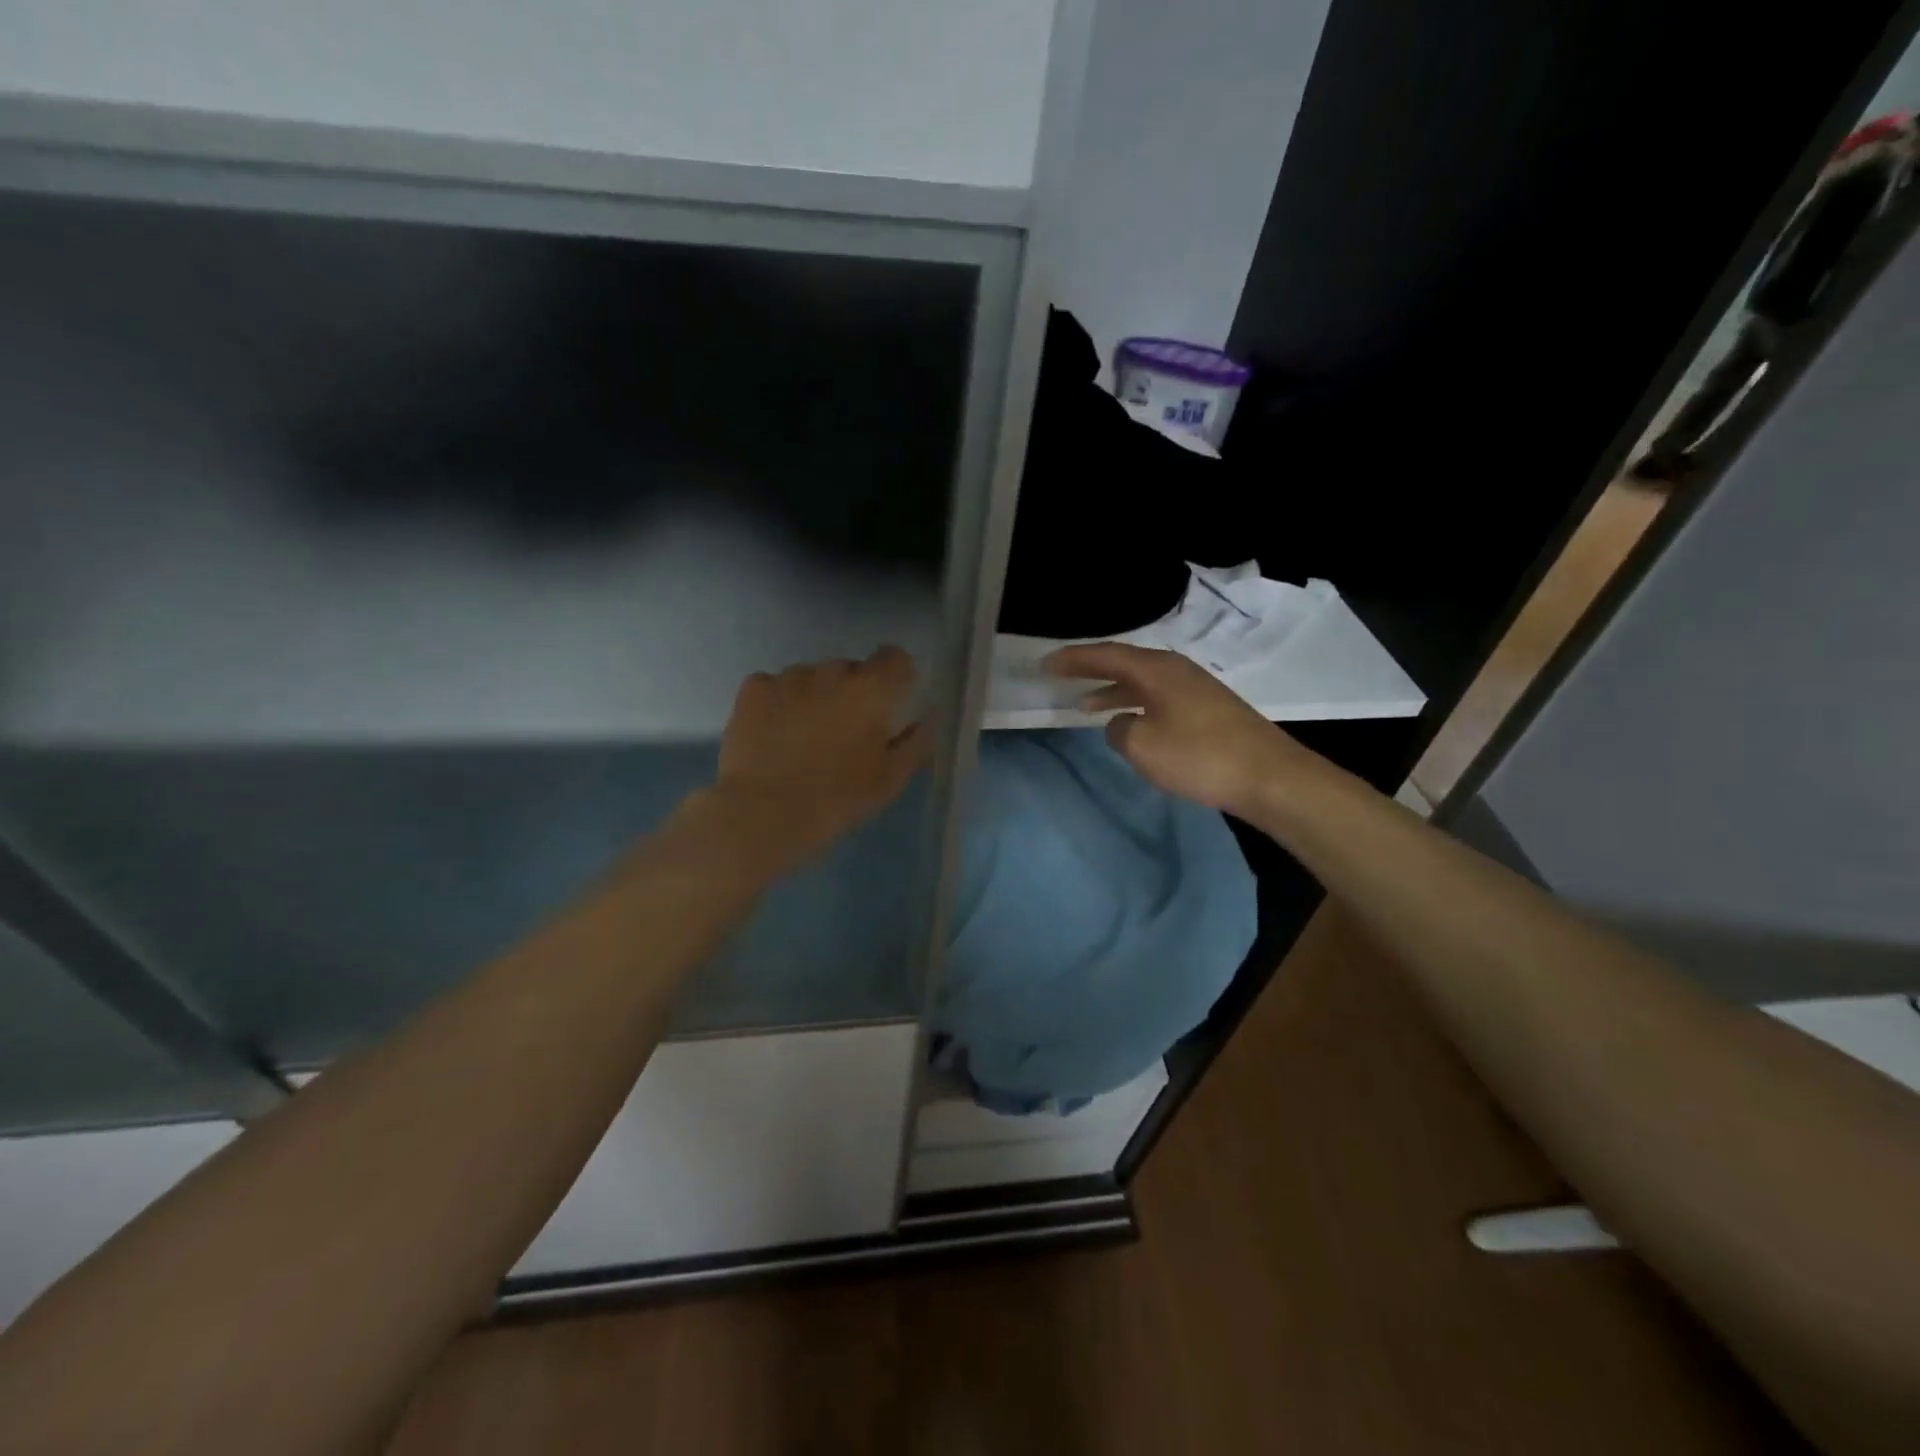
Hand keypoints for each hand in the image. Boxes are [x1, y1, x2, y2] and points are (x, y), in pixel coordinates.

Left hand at [711, 645, 930, 870]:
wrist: (764, 813)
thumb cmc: (838, 799)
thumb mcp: (890, 780)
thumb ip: (916, 742)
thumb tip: (928, 717)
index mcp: (872, 690)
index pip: (895, 657)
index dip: (896, 676)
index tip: (890, 703)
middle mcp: (832, 671)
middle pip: (851, 669)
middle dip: (852, 692)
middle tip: (845, 733)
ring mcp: (789, 677)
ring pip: (811, 677)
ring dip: (815, 696)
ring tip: (804, 737)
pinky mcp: (753, 689)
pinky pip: (776, 686)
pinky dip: (780, 703)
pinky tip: (774, 734)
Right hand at [1043, 642, 1310, 813]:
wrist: (1269, 777)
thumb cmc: (1200, 757)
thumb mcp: (1142, 745)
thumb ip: (1118, 729)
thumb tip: (1121, 722)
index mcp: (1156, 669)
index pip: (1105, 655)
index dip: (1072, 659)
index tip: (1044, 664)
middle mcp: (1175, 669)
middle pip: (1124, 662)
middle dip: (1090, 670)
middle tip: (1060, 676)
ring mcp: (1195, 688)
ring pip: (1141, 681)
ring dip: (1112, 691)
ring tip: (1084, 705)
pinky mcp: (1207, 709)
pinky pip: (1157, 697)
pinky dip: (1134, 704)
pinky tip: (1129, 722)